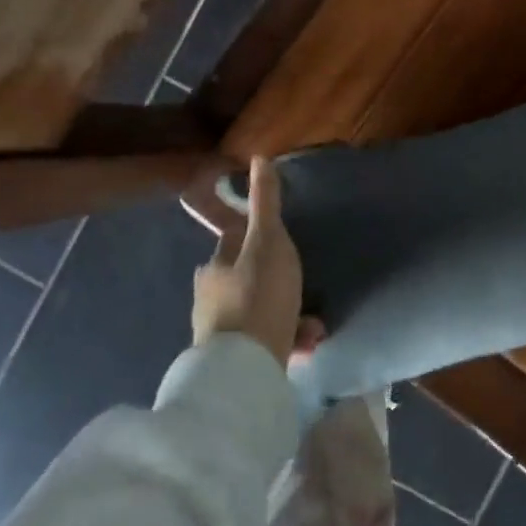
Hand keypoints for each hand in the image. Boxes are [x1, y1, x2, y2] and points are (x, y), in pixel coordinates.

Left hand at [192, 157, 309, 364]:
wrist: (246, 369)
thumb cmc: (258, 295)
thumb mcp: (269, 241)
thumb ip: (265, 203)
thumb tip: (258, 157)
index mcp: (215, 267)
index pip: (234, 240)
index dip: (258, 236)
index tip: (282, 241)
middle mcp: (210, 298)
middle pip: (248, 279)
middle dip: (277, 281)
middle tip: (304, 285)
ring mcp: (220, 332)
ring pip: (259, 313)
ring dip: (287, 313)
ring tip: (315, 323)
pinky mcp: (233, 361)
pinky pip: (264, 342)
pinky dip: (286, 339)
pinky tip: (306, 343)